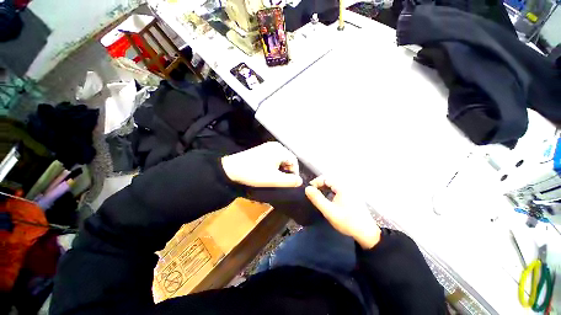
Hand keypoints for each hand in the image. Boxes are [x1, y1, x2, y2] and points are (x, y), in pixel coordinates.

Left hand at [222, 142, 302, 187]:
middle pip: (288, 159)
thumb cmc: (254, 173)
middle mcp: (275, 145)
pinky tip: (268, 171)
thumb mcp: (274, 179)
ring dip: (281, 168)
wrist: (231, 168)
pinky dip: (274, 165)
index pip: (294, 161)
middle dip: (287, 170)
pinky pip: (273, 157)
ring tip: (275, 177)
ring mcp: (267, 146)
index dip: (295, 172)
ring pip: (280, 158)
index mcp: (279, 150)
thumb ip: (289, 181)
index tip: (290, 183)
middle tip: (282, 181)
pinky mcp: (261, 150)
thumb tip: (300, 181)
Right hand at [305, 177, 380, 248]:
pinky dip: (331, 191)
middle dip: (319, 185)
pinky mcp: (352, 195)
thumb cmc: (347, 222)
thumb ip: (317, 199)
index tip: (309, 190)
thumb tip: (307, 189)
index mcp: (342, 187)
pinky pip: (338, 189)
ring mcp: (351, 190)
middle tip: (312, 193)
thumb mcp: (329, 211)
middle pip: (330, 180)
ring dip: (325, 188)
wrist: (366, 233)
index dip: (315, 182)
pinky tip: (328, 198)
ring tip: (318, 196)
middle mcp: (347, 185)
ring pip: (334, 184)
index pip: (325, 178)